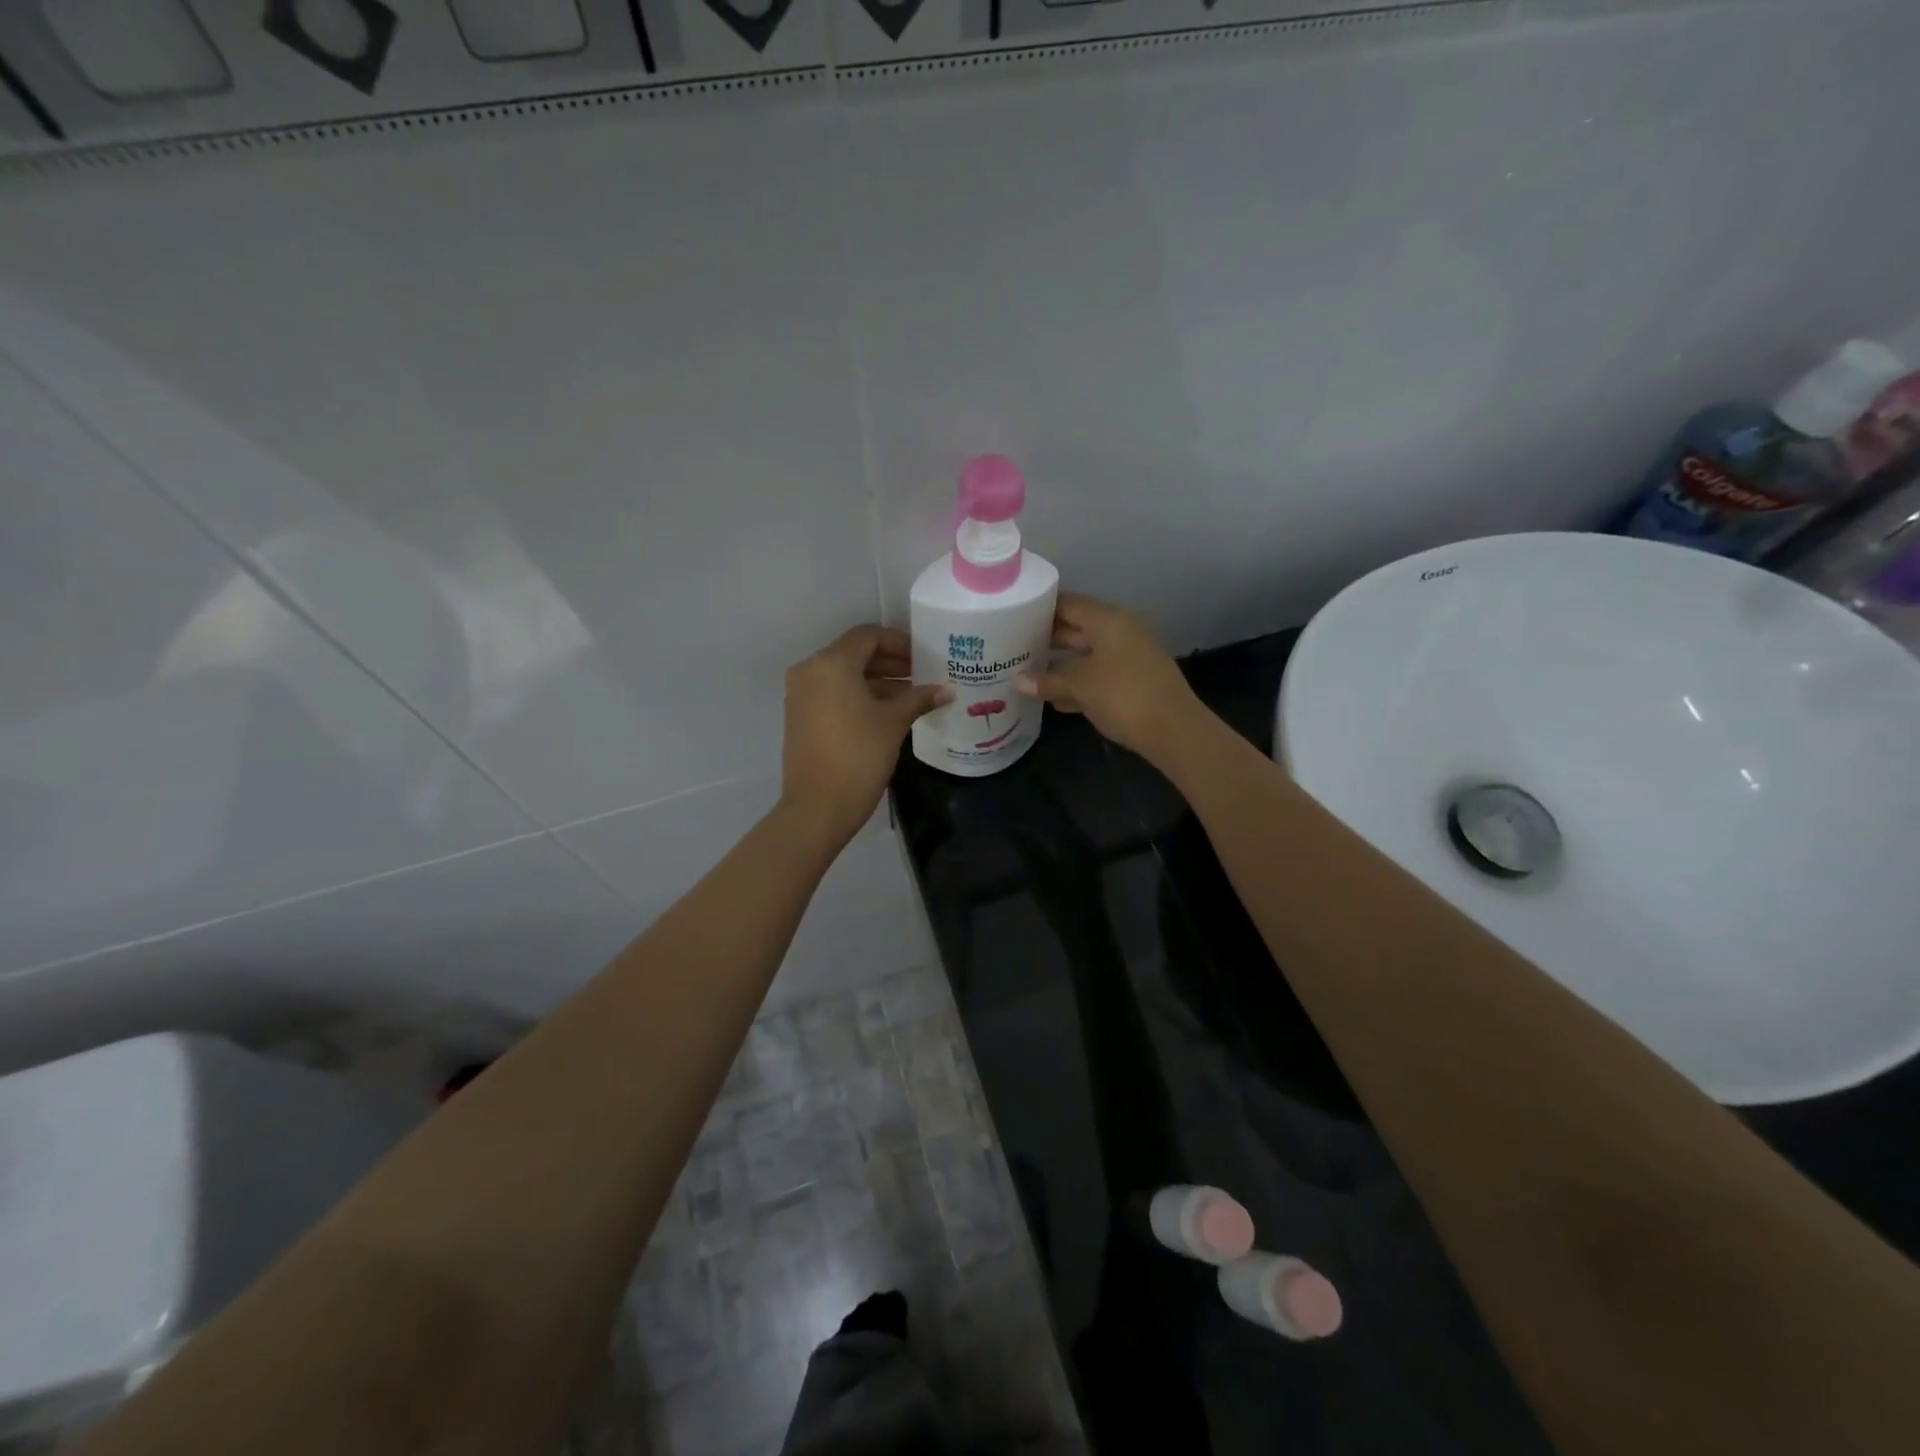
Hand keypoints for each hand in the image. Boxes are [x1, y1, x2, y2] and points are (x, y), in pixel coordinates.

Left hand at [782, 626, 950, 843]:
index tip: (924, 656)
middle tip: (922, 674)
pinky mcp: (800, 717)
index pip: (868, 636)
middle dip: (890, 662)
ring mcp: (801, 694)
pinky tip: (888, 712)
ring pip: (844, 675)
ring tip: (911, 696)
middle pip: (855, 654)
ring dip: (877, 681)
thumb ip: (919, 698)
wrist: (818, 806)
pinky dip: (859, 696)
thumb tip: (947, 690)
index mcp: (831, 664)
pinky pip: (833, 694)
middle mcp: (810, 671)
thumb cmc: (859, 755)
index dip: (899, 642)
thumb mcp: (893, 723)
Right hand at [1015, 593, 1206, 763]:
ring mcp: (1128, 657)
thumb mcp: (1080, 686)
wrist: (1174, 731)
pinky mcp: (1133, 682)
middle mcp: (1119, 631)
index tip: (1012, 616)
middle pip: (1076, 628)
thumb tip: (1018, 680)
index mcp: (1108, 621)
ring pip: (1086, 654)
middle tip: (1012, 647)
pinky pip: (1098, 675)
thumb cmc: (1123, 696)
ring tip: (1025, 673)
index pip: (1067, 603)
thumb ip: (1047, 680)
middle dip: (1046, 638)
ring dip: (1059, 664)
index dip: (1040, 608)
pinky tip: (1054, 699)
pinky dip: (1077, 683)